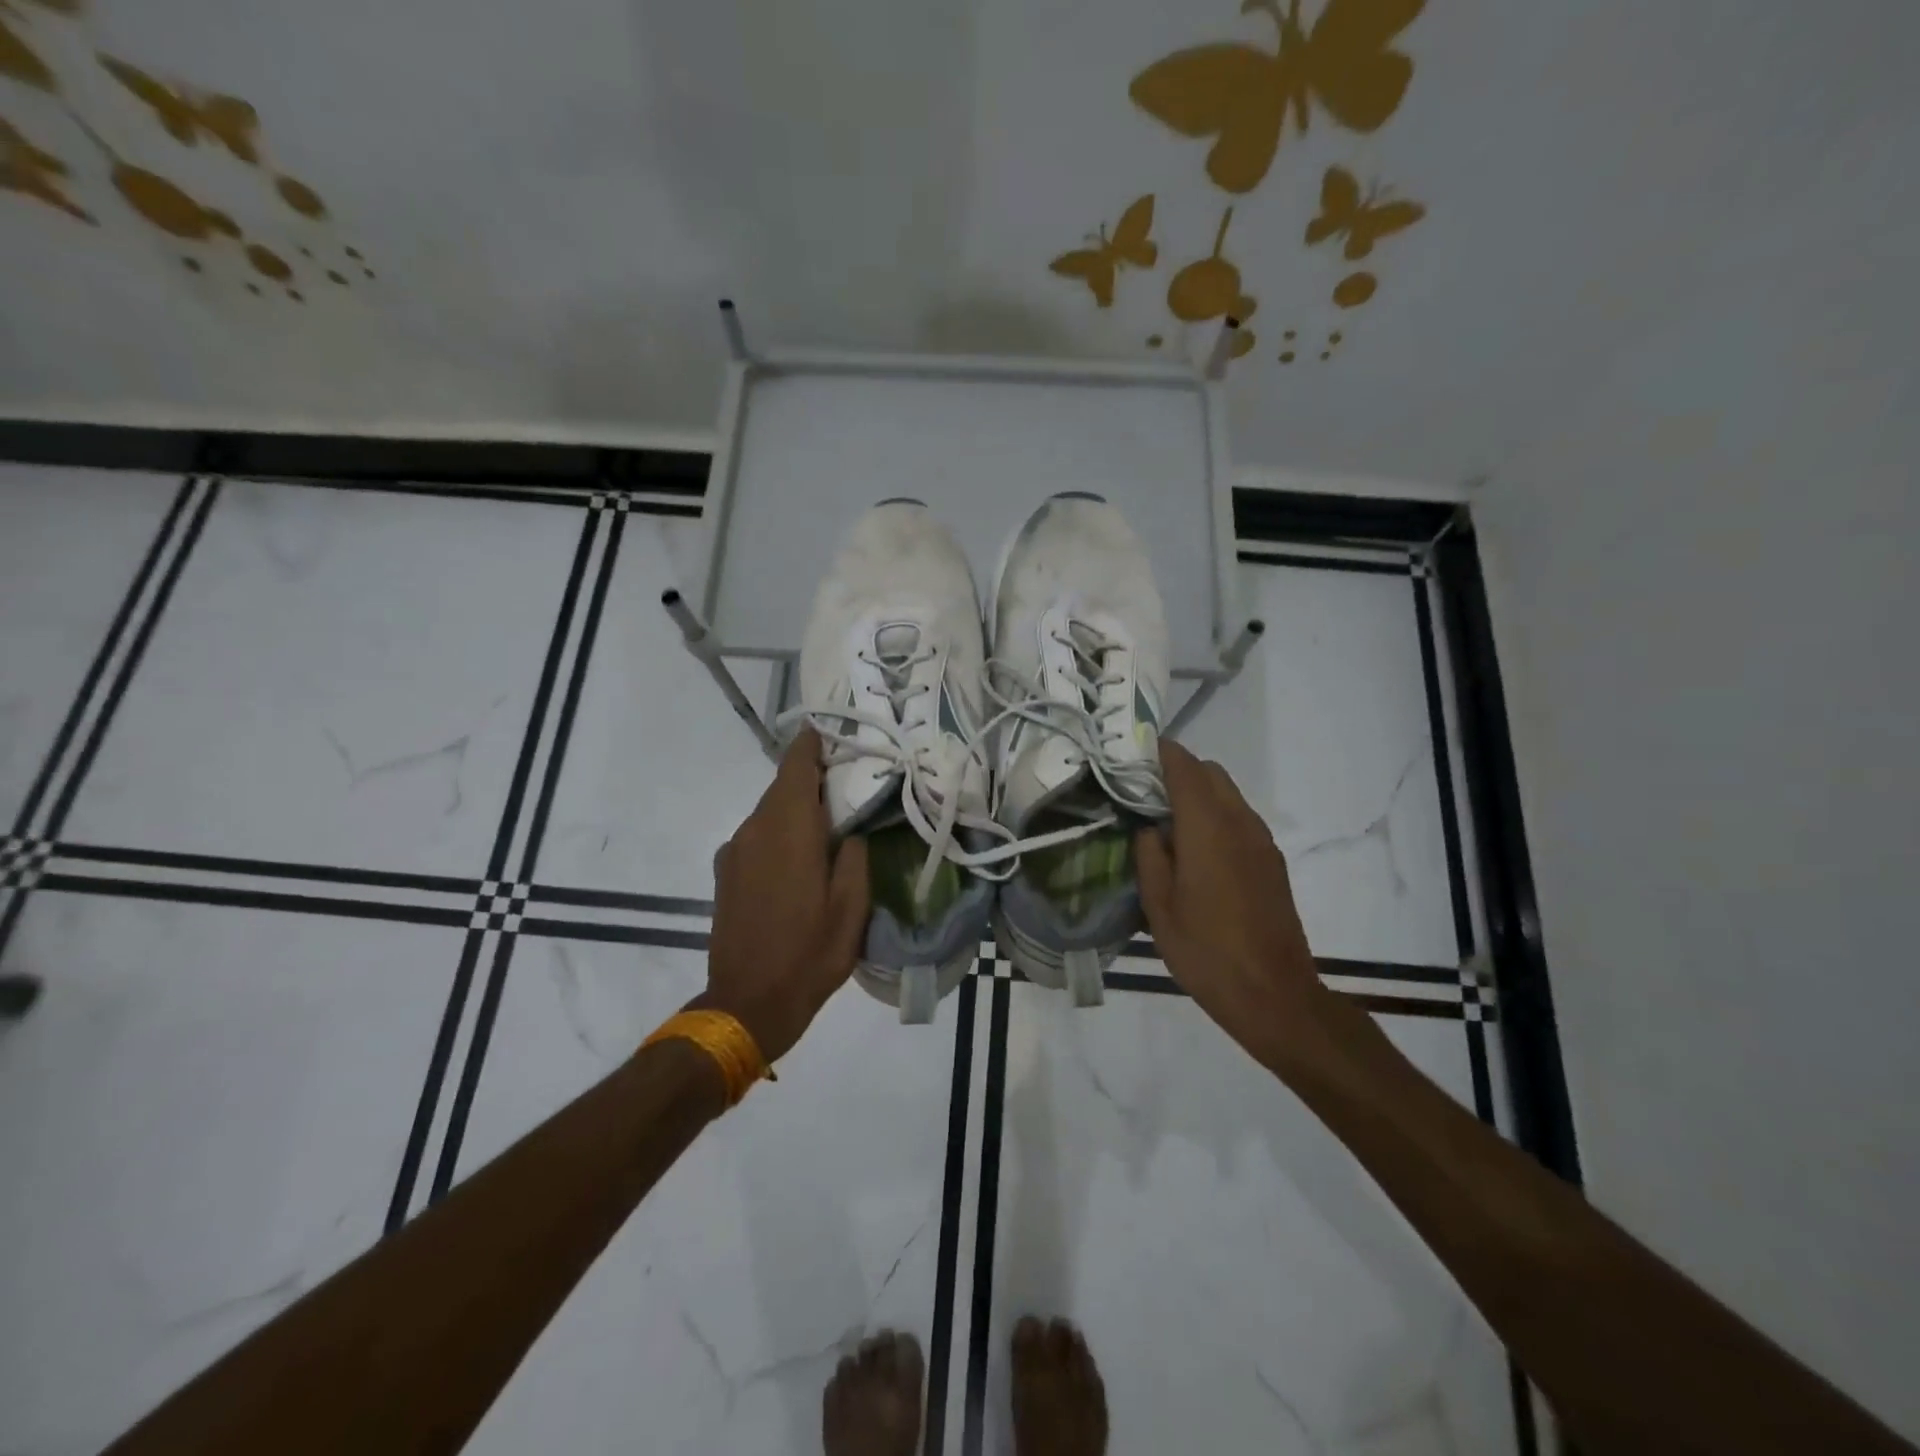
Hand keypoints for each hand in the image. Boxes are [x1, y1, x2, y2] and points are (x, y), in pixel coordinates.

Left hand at [700, 727, 869, 1061]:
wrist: (747, 1003)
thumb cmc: (810, 953)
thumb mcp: (852, 907)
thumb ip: (855, 856)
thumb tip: (850, 831)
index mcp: (789, 829)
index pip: (796, 766)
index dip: (812, 743)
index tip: (832, 731)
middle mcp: (755, 829)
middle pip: (782, 787)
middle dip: (811, 778)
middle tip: (847, 781)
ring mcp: (734, 851)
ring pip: (768, 812)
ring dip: (795, 808)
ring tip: (828, 821)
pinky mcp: (725, 873)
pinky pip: (757, 836)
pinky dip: (779, 832)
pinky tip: (799, 857)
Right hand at [1134, 741, 1325, 1069]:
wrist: (1273, 994)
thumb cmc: (1206, 950)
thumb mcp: (1159, 906)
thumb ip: (1149, 856)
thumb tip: (1149, 829)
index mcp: (1208, 827)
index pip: (1184, 766)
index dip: (1158, 752)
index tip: (1131, 753)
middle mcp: (1240, 822)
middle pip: (1210, 773)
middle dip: (1178, 771)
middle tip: (1143, 794)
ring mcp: (1261, 841)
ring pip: (1228, 794)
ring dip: (1198, 794)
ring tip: (1166, 824)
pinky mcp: (1272, 861)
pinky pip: (1240, 819)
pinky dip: (1216, 816)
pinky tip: (1196, 852)